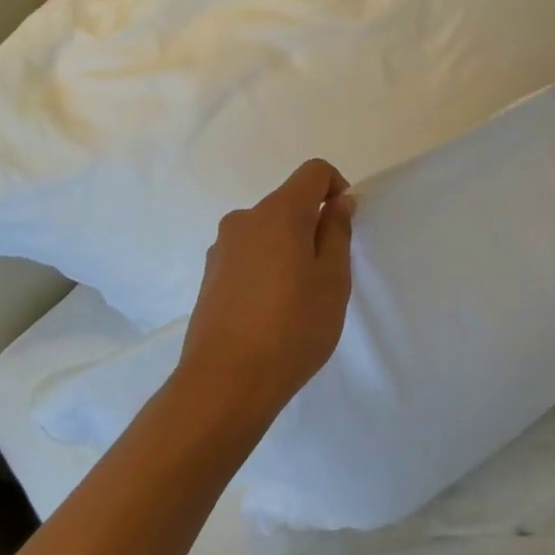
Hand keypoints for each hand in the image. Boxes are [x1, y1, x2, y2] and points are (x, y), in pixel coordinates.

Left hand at [173, 159, 355, 430]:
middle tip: (327, 273)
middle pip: (288, 203)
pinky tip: (271, 311)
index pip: (313, 172)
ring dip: (288, 249)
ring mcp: (221, 249)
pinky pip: (248, 256)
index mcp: (278, 212)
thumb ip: (337, 232)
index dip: (336, 187)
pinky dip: (267, 268)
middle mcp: (244, 220)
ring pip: (267, 232)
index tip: (345, 223)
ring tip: (298, 298)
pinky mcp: (209, 277)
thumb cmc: (292, 327)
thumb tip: (337, 201)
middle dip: (313, 225)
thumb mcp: (333, 279)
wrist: (224, 383)